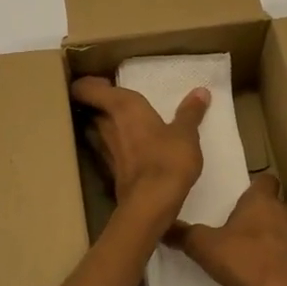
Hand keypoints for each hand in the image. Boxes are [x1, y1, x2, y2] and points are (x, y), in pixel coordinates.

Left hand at [70, 76, 208, 227]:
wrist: (151, 205)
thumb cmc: (168, 159)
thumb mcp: (186, 134)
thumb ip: (190, 112)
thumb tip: (201, 91)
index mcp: (121, 106)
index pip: (86, 88)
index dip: (86, 83)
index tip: (102, 81)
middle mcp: (105, 124)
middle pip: (90, 108)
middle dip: (99, 103)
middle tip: (118, 99)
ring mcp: (103, 149)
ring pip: (95, 129)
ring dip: (104, 124)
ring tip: (124, 122)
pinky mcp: (108, 170)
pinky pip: (105, 148)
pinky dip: (114, 144)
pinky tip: (129, 147)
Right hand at [171, 173, 286, 285]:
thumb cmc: (247, 261)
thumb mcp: (205, 248)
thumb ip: (184, 236)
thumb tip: (163, 226)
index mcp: (261, 201)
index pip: (265, 179)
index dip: (255, 186)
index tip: (242, 196)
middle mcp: (286, 212)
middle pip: (276, 205)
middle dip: (262, 215)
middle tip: (242, 229)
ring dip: (277, 238)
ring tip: (258, 255)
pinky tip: (274, 276)